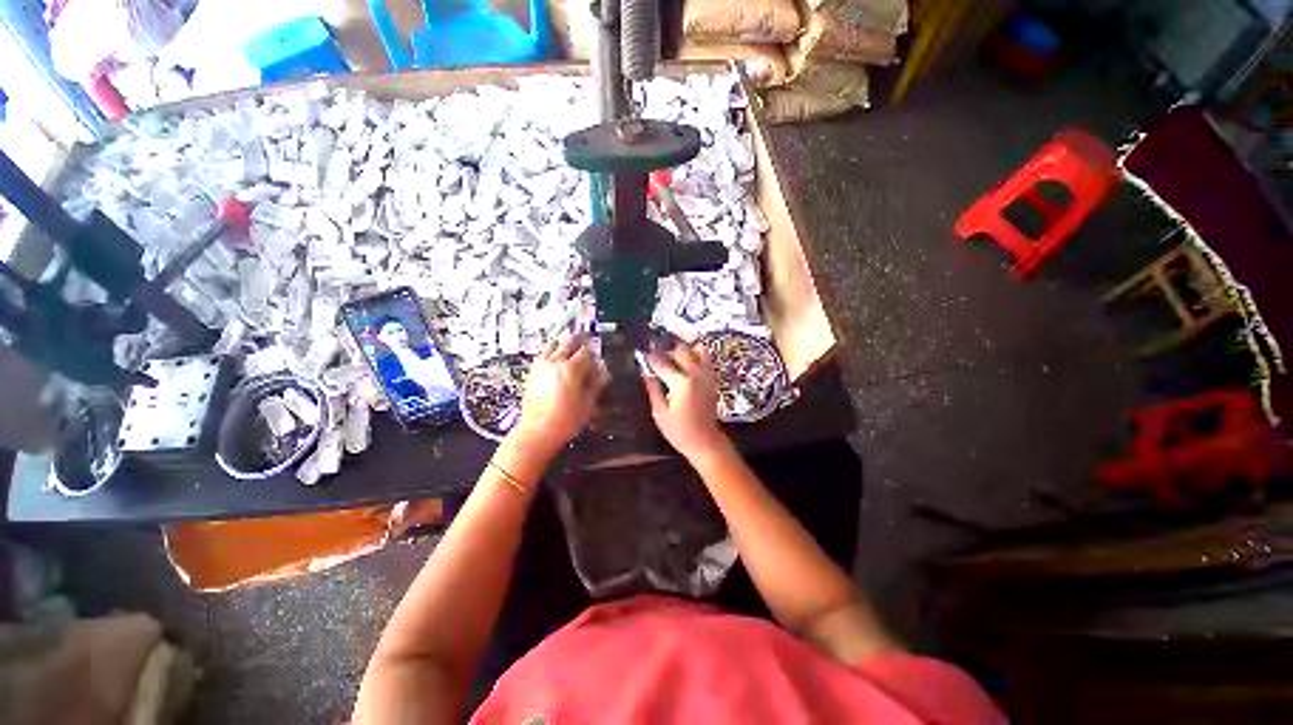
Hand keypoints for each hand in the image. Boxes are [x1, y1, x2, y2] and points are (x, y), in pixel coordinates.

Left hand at [509, 335, 609, 454]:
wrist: (537, 431)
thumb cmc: (565, 420)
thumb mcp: (588, 404)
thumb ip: (596, 385)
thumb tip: (604, 375)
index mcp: (571, 368)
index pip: (586, 352)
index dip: (594, 355)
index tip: (598, 362)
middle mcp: (555, 362)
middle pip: (568, 343)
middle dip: (579, 343)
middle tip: (585, 347)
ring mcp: (540, 366)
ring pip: (553, 345)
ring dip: (563, 345)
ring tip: (570, 349)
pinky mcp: (531, 374)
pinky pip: (542, 355)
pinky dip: (550, 353)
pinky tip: (554, 359)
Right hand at [643, 343, 725, 460]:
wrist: (705, 441)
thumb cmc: (679, 431)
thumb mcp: (660, 412)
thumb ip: (653, 389)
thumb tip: (645, 372)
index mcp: (681, 383)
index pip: (661, 363)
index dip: (649, 357)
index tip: (641, 353)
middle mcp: (696, 374)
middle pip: (680, 350)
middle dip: (666, 350)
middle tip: (656, 354)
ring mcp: (707, 375)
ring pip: (696, 349)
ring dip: (683, 350)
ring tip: (672, 357)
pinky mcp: (712, 378)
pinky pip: (706, 358)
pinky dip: (695, 355)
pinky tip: (685, 363)